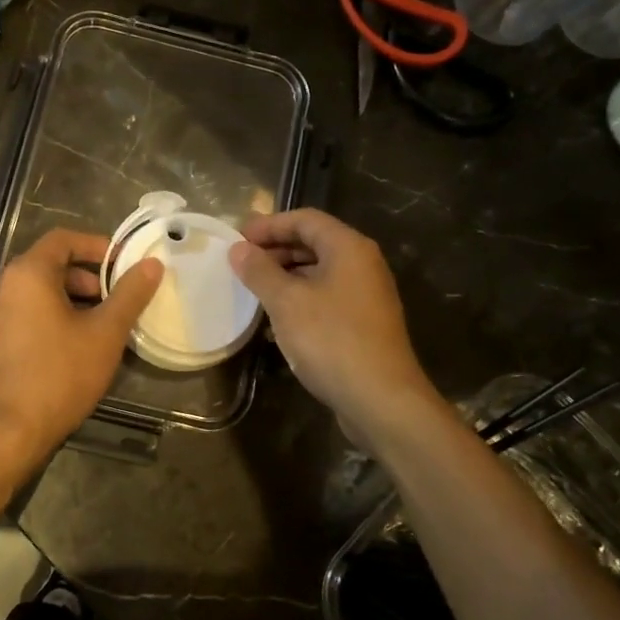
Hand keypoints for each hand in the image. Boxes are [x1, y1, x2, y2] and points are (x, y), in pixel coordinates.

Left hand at [0, 228, 162, 474]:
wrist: (8, 433)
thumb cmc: (60, 375)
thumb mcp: (105, 333)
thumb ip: (130, 294)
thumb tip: (152, 264)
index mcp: (28, 275)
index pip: (63, 239)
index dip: (97, 245)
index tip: (124, 264)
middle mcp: (4, 289)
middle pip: (50, 266)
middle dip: (88, 278)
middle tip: (117, 300)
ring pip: (39, 295)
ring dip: (73, 301)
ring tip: (102, 327)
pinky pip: (27, 317)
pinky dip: (53, 320)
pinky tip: (75, 349)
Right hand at [229, 209, 440, 443]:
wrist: (381, 399)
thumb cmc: (331, 340)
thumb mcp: (286, 302)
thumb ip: (260, 271)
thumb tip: (238, 249)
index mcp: (348, 248)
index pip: (305, 219)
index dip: (269, 225)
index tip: (237, 239)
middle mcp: (363, 264)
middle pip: (314, 242)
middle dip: (276, 249)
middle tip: (242, 263)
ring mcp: (367, 294)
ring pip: (320, 271)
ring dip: (286, 275)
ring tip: (254, 289)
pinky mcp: (364, 322)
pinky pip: (327, 296)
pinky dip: (301, 298)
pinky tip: (278, 319)